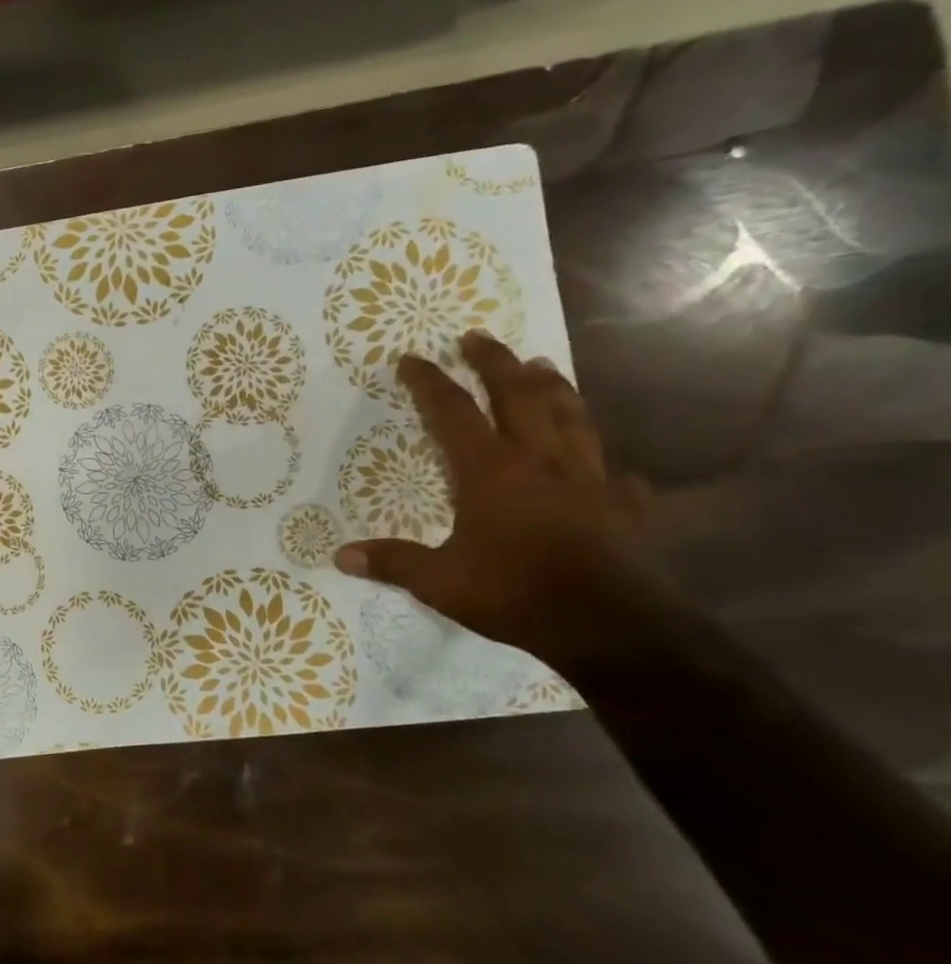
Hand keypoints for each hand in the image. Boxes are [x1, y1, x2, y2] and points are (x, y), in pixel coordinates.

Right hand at [335, 331, 655, 670]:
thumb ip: (392, 562)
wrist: (607, 625)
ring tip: (542, 365)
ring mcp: (588, 479)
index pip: (454, 412)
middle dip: (496, 363)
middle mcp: (540, 461)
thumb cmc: (513, 593)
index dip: (431, 383)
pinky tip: (607, 466)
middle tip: (479, 338)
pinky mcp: (622, 507)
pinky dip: (607, 463)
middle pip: (519, 396)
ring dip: (554, 387)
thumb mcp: (439, 581)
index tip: (413, 359)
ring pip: (571, 417)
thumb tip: (340, 556)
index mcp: (491, 470)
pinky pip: (615, 474)